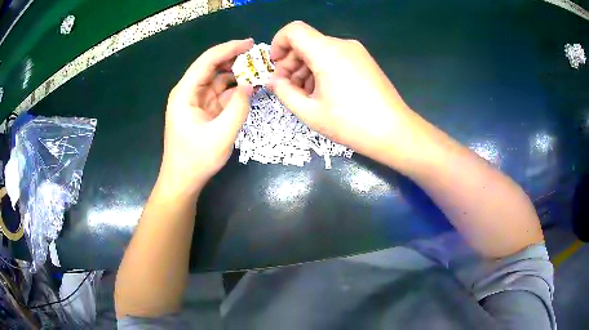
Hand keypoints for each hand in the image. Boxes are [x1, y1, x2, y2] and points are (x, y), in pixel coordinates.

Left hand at [161, 39, 253, 192]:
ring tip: (258, 71)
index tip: (250, 44)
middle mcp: (189, 92)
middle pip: (212, 67)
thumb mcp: (221, 135)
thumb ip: (238, 107)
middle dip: (235, 60)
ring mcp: (196, 101)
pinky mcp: (203, 110)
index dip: (228, 49)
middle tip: (259, 57)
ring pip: (218, 79)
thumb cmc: (196, 160)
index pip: (207, 61)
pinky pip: (220, 93)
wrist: (183, 181)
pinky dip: (235, 90)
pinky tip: (250, 88)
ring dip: (237, 74)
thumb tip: (251, 84)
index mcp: (185, 93)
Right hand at [268, 21, 419, 161]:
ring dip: (305, 68)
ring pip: (320, 50)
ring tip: (305, 95)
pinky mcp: (364, 61)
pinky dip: (322, 69)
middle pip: (306, 42)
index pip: (293, 30)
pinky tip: (322, 92)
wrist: (394, 132)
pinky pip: (335, 57)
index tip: (276, 67)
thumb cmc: (350, 124)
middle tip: (287, 88)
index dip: (278, 44)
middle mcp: (342, 44)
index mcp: (327, 51)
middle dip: (290, 62)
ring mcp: (356, 52)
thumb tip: (273, 81)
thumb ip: (284, 92)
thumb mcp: (310, 112)